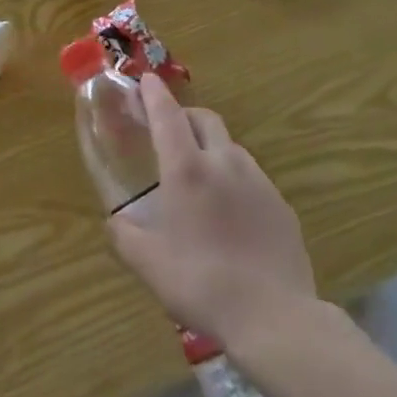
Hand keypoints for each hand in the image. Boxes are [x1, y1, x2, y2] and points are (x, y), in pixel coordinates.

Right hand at [107, 74, 317, 350]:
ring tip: (200, 176)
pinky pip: (252, 177)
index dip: (154, 94)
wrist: (275, 316)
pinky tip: (231, 212)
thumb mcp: (149, 265)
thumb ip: (125, 236)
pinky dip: (234, 178)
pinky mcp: (280, 203)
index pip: (167, 115)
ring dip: (211, 147)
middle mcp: (224, 162)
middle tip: (170, 132)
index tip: (145, 79)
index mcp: (187, 170)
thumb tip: (115, 221)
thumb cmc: (202, 285)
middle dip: (184, 116)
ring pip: (230, 146)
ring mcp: (258, 180)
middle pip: (204, 119)